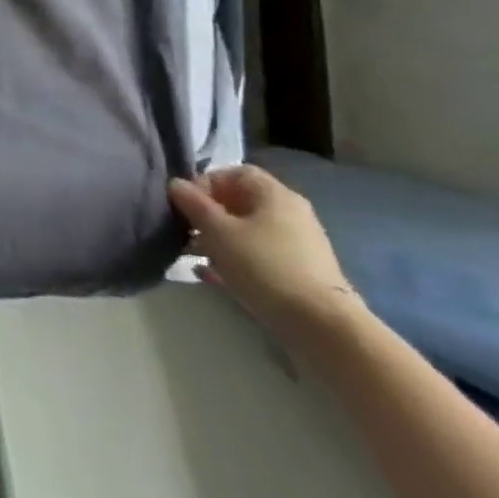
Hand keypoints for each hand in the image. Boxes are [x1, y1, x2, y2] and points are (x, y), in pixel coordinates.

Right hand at [169, 167, 358, 345]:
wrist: (322, 325)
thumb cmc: (264, 265)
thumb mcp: (217, 231)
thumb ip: (193, 203)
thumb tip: (176, 184)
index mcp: (275, 194)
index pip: (234, 173)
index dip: (205, 182)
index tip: (187, 205)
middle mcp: (291, 212)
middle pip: (241, 201)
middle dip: (209, 213)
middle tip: (187, 230)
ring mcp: (300, 242)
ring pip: (249, 229)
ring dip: (220, 237)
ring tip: (196, 255)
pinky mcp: (302, 270)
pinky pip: (261, 252)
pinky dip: (238, 257)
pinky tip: (216, 275)